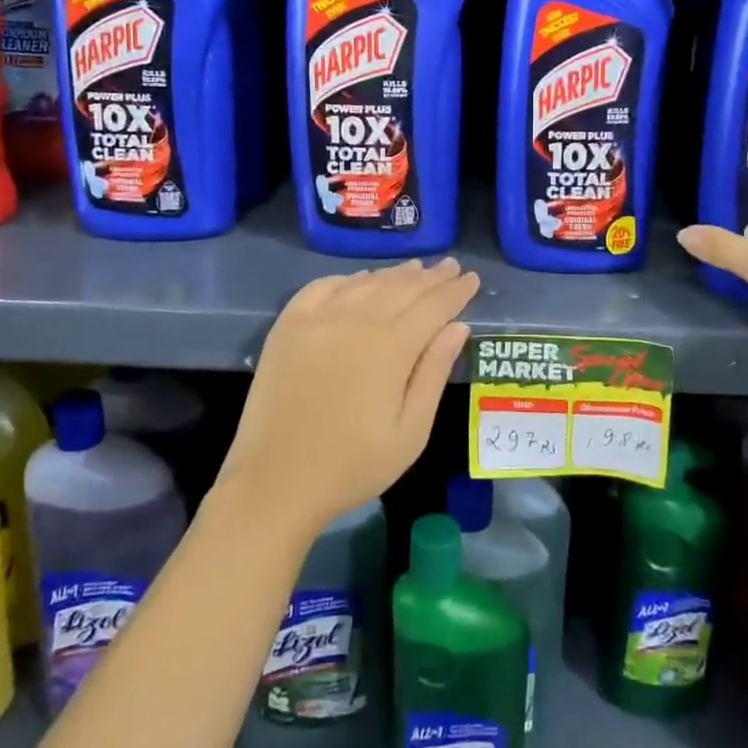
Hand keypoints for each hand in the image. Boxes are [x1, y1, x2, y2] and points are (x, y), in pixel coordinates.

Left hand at [215, 258, 479, 540]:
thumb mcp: (410, 432)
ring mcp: (317, 319)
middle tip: (451, 266)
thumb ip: (435, 373)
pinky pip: (322, 287)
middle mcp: (355, 320)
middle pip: (402, 287)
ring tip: (416, 268)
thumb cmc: (352, 465)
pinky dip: (348, 278)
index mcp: (391, 347)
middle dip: (431, 277)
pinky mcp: (288, 325)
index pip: (433, 306)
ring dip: (394, 274)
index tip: (472, 278)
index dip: (456, 291)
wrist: (275, 481)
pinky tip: (359, 280)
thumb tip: (458, 326)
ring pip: (365, 283)